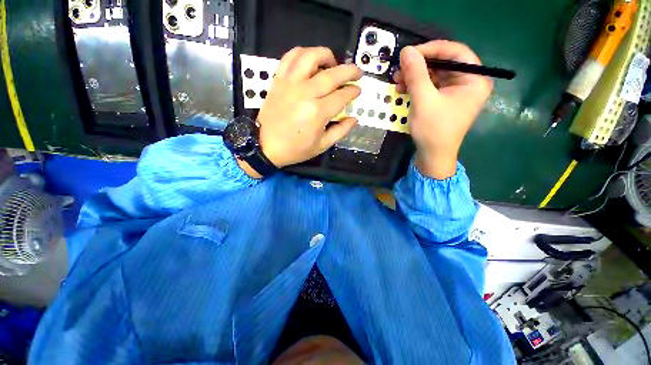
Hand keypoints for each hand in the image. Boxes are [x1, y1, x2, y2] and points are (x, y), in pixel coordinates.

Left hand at [241, 47, 361, 176]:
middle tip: (356, 72)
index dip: (353, 90)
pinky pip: (289, 57)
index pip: (343, 94)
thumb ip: (341, 130)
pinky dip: (302, 52)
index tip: (357, 90)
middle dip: (350, 71)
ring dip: (326, 55)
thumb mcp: (321, 145)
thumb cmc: (293, 148)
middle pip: (333, 73)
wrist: (262, 144)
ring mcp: (290, 83)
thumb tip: (354, 117)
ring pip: (310, 57)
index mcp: (317, 112)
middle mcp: (305, 93)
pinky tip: (310, 59)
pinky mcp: (279, 79)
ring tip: (331, 63)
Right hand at [393, 40, 491, 178]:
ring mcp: (459, 85)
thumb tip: (407, 49)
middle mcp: (471, 79)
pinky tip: (402, 86)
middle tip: (401, 65)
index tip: (412, 52)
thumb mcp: (424, 99)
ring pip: (436, 65)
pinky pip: (432, 76)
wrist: (434, 156)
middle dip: (421, 61)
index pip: (458, 51)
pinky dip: (417, 78)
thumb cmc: (435, 131)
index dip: (434, 47)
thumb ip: (416, 72)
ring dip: (415, 70)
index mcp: (475, 81)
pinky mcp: (449, 91)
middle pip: (445, 57)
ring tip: (397, 79)